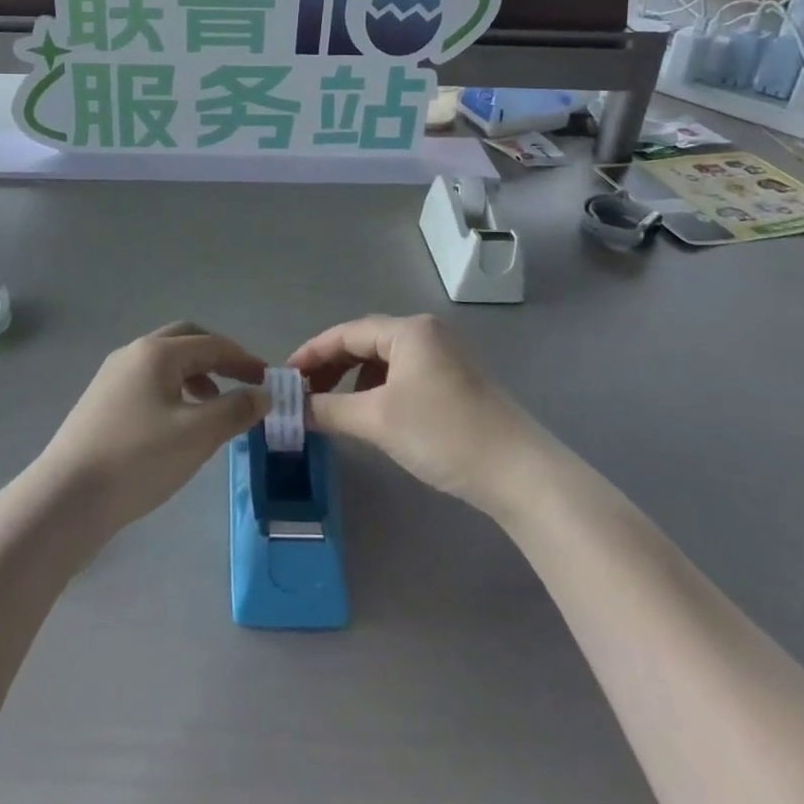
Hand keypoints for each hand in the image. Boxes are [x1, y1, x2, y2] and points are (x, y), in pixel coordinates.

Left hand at [35, 321, 266, 538]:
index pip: (211, 344)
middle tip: (243, 381)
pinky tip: (180, 425)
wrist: (66, 498)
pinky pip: (149, 384)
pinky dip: (175, 393)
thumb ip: (235, 410)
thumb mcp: (197, 435)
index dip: (244, 359)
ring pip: (165, 365)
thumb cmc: (138, 460)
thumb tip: (263, 394)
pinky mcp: (102, 403)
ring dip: (196, 376)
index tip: (269, 380)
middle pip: (185, 342)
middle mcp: (132, 354)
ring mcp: (112, 378)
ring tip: (215, 407)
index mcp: (156, 353)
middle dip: (218, 358)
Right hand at [288, 314, 543, 515]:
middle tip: (304, 394)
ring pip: (385, 360)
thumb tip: (293, 409)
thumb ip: (329, 409)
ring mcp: (446, 356)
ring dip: (354, 380)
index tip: (285, 377)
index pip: (347, 333)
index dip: (312, 353)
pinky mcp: (457, 381)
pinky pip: (405, 375)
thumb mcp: (377, 420)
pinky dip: (380, 390)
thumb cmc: (442, 433)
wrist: (519, 472)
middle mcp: (428, 333)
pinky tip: (372, 415)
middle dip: (332, 367)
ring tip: (333, 407)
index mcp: (409, 330)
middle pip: (366, 342)